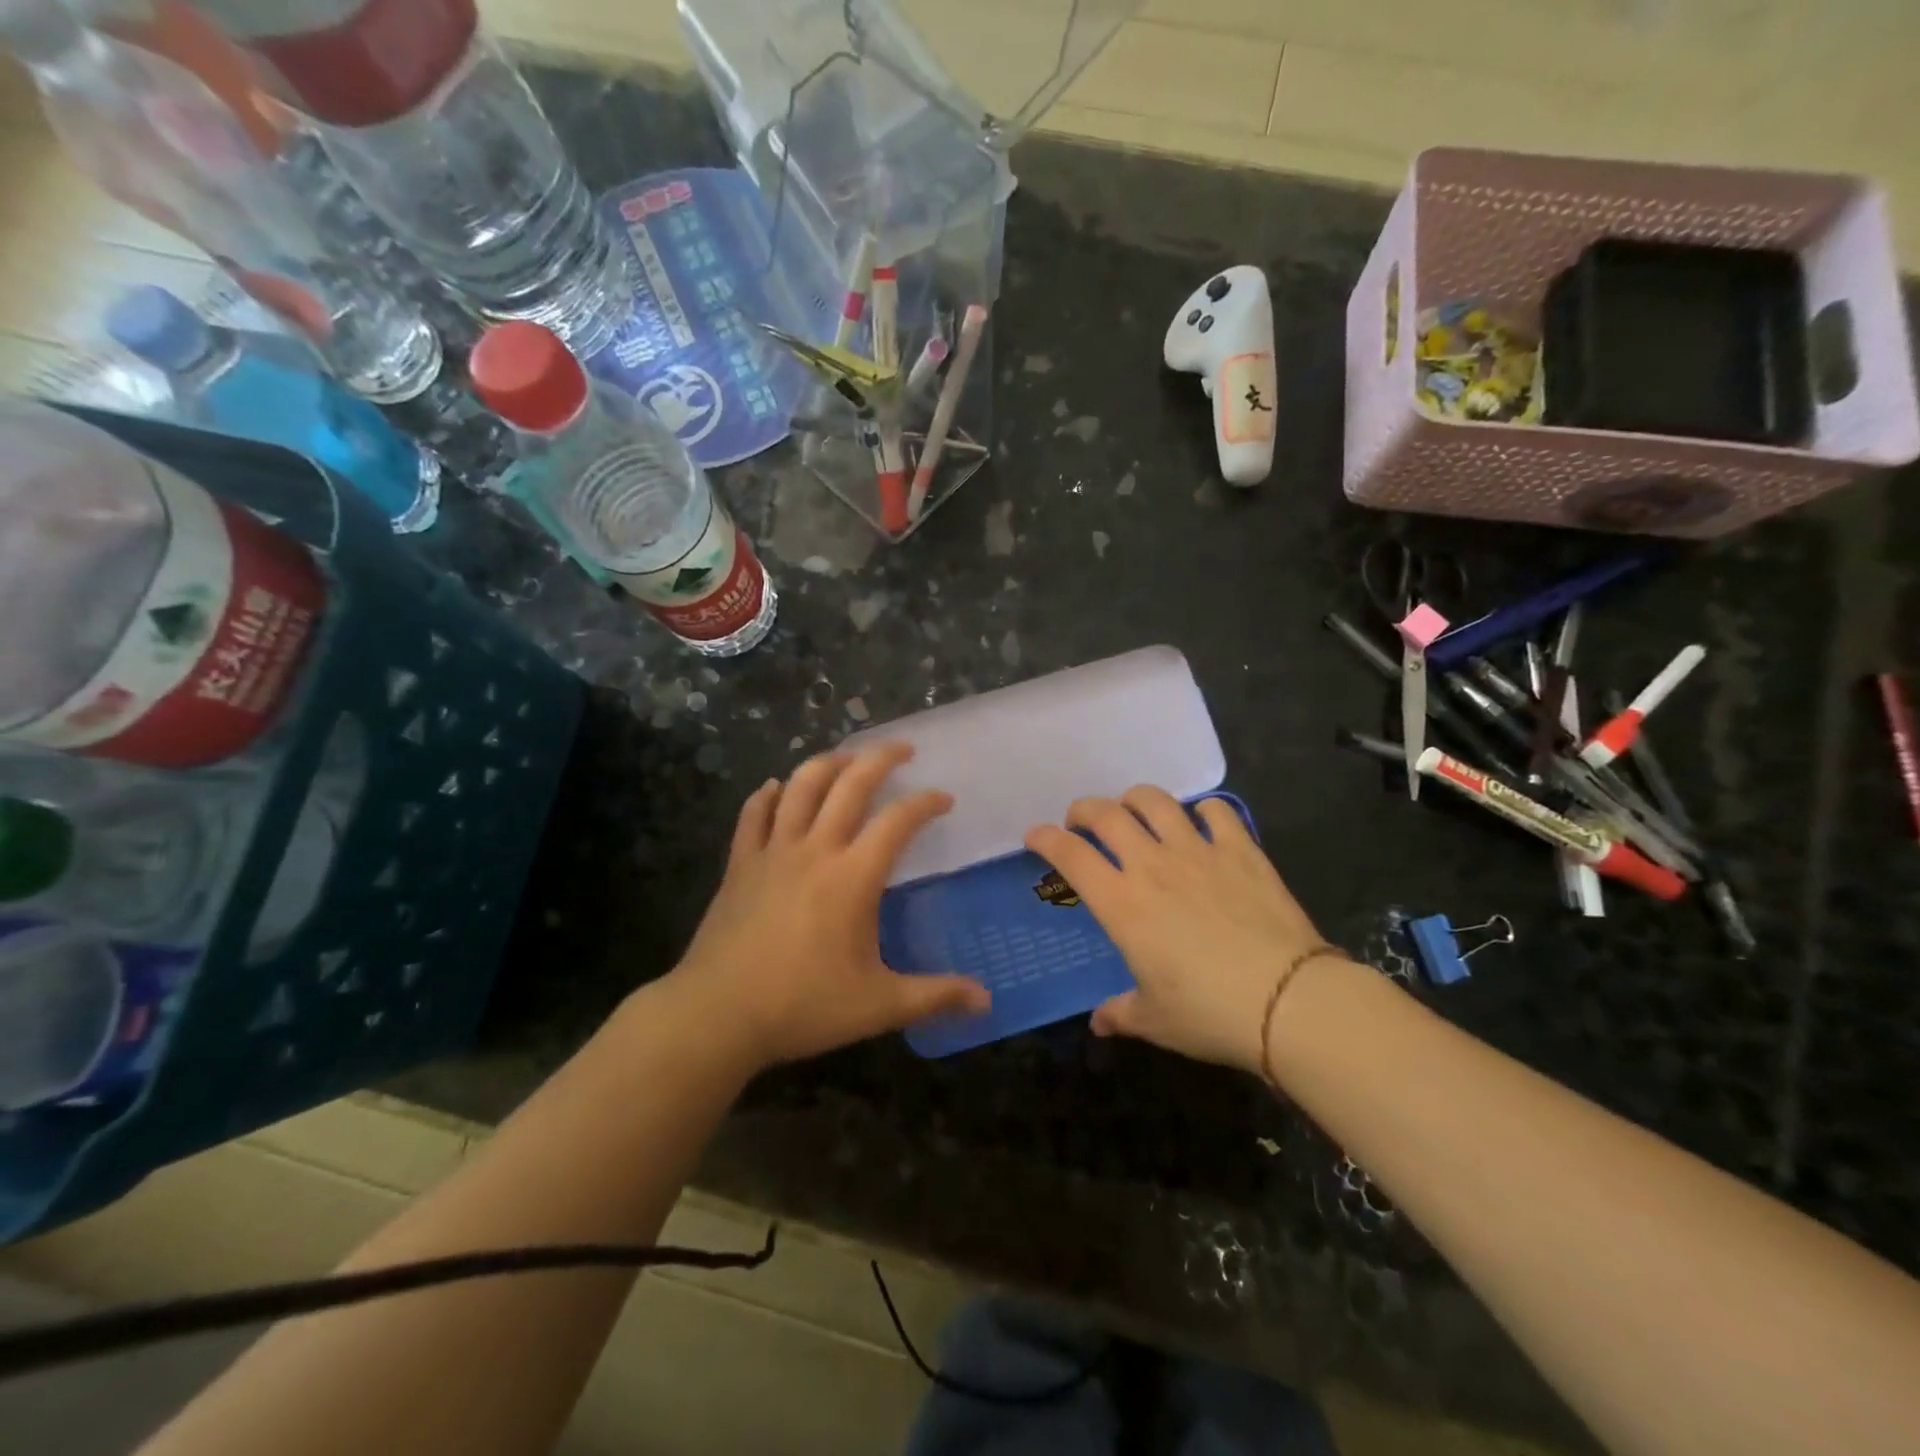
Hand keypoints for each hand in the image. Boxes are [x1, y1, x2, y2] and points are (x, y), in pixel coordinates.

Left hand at [668, 743, 990, 1069]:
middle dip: (880, 758)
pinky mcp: (740, 864)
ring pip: (801, 786)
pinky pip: (754, 814)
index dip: (925, 803)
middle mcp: (815, 849)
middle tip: (903, 749)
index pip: (898, 821)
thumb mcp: (878, 1005)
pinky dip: (768, 795)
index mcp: (853, 877)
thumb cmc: (802, 1006)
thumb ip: (935, 996)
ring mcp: (772, 852)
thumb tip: (986, 1001)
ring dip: (828, 764)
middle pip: (850, 784)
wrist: (717, 1014)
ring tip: (847, 758)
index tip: (943, 799)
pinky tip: (776, 788)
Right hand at [1025, 787, 1334, 1075]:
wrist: (1289, 1001)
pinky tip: (1203, 821)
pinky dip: (1204, 810)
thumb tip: (1099, 1023)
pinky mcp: (1241, 850)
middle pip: (1107, 814)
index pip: (1071, 855)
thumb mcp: (1155, 1020)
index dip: (1045, 839)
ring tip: (1134, 810)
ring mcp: (1199, 852)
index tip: (1035, 837)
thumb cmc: (1209, 1013)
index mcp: (1122, 904)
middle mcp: (1153, 866)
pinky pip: (1217, 811)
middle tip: (1081, 821)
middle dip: (1084, 810)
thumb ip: (1121, 1014)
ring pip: (1156, 801)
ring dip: (1136, 799)